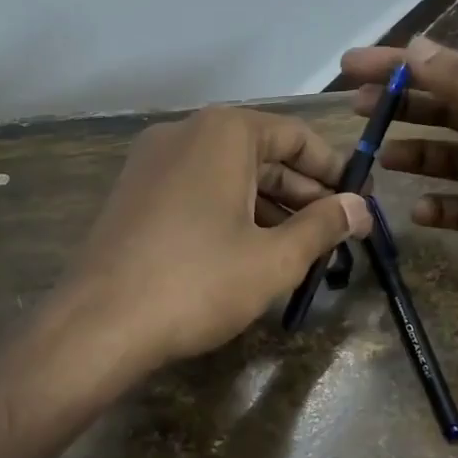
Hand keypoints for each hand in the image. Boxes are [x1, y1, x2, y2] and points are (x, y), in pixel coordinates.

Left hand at [62, 104, 370, 370]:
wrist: (97, 325)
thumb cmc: (198, 282)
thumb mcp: (274, 258)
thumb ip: (323, 226)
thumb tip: (360, 208)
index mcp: (223, 133)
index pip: (295, 136)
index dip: (334, 169)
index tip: (360, 201)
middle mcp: (185, 133)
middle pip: (262, 154)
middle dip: (304, 193)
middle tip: (337, 232)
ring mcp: (153, 162)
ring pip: (229, 175)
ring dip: (270, 207)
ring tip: (301, 249)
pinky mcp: (134, 194)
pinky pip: (198, 190)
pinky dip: (232, 212)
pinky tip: (251, 252)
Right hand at [340, 36, 457, 349]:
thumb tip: (417, 46)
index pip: (456, 68)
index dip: (404, 63)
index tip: (353, 65)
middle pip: (452, 109)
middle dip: (405, 106)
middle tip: (355, 110)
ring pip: (453, 157)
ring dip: (418, 154)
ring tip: (378, 158)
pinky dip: (440, 206)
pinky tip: (418, 211)